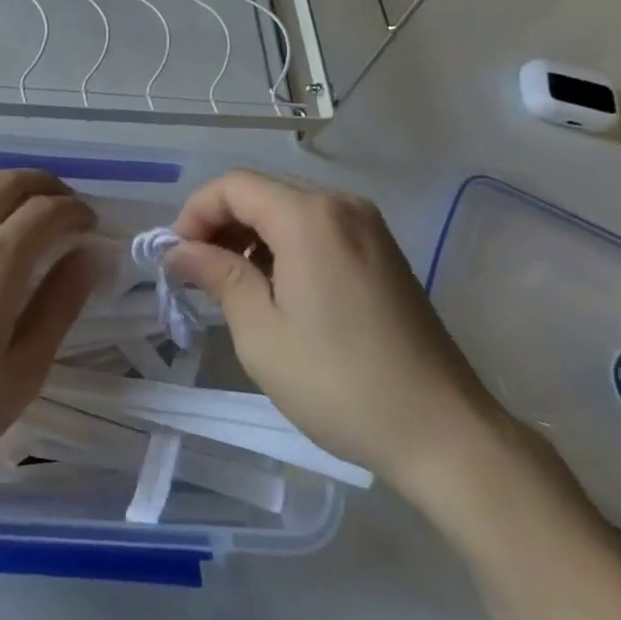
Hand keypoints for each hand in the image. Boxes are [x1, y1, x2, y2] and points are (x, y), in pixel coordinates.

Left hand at [0, 170, 98, 494]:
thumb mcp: (23, 370)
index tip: (92, 224)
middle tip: (65, 204)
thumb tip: (90, 256)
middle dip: (44, 185)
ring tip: (20, 202)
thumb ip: (60, 306)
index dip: (75, 210)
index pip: (45, 212)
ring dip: (2, 183)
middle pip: (7, 183)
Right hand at [165, 170, 502, 493]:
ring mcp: (368, 227)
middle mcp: (341, 206)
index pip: (233, 186)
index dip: (195, 213)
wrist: (444, 433)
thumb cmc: (340, 383)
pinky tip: (276, 288)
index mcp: (309, 218)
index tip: (177, 257)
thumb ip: (218, 277)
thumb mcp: (262, 334)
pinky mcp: (383, 251)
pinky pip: (318, 228)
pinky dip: (284, 244)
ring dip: (251, 235)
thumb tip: (179, 252)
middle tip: (197, 273)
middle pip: (262, 192)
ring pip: (289, 208)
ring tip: (232, 284)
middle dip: (220, 223)